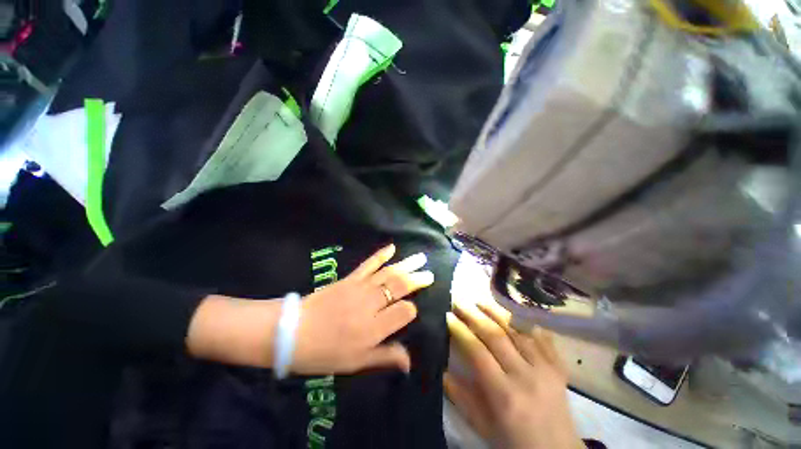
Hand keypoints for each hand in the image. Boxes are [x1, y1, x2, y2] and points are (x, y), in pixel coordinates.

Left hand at [292, 244, 433, 374]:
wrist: (292, 331)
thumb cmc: (324, 352)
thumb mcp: (355, 363)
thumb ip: (385, 357)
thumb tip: (410, 361)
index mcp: (374, 328)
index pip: (404, 312)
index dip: (411, 310)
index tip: (411, 311)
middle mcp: (371, 304)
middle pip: (400, 287)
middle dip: (417, 280)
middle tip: (430, 273)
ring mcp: (360, 287)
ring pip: (389, 273)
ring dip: (406, 265)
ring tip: (421, 258)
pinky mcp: (350, 278)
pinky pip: (369, 264)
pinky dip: (381, 255)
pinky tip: (392, 247)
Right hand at [445, 299, 582, 448]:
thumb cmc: (514, 442)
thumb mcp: (482, 426)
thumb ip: (460, 397)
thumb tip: (441, 369)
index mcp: (504, 394)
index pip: (477, 351)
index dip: (460, 330)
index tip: (447, 315)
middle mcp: (526, 376)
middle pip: (496, 335)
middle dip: (474, 314)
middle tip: (459, 301)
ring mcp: (546, 369)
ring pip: (518, 331)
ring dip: (496, 312)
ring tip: (480, 301)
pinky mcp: (559, 368)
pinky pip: (543, 338)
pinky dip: (527, 323)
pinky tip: (514, 313)